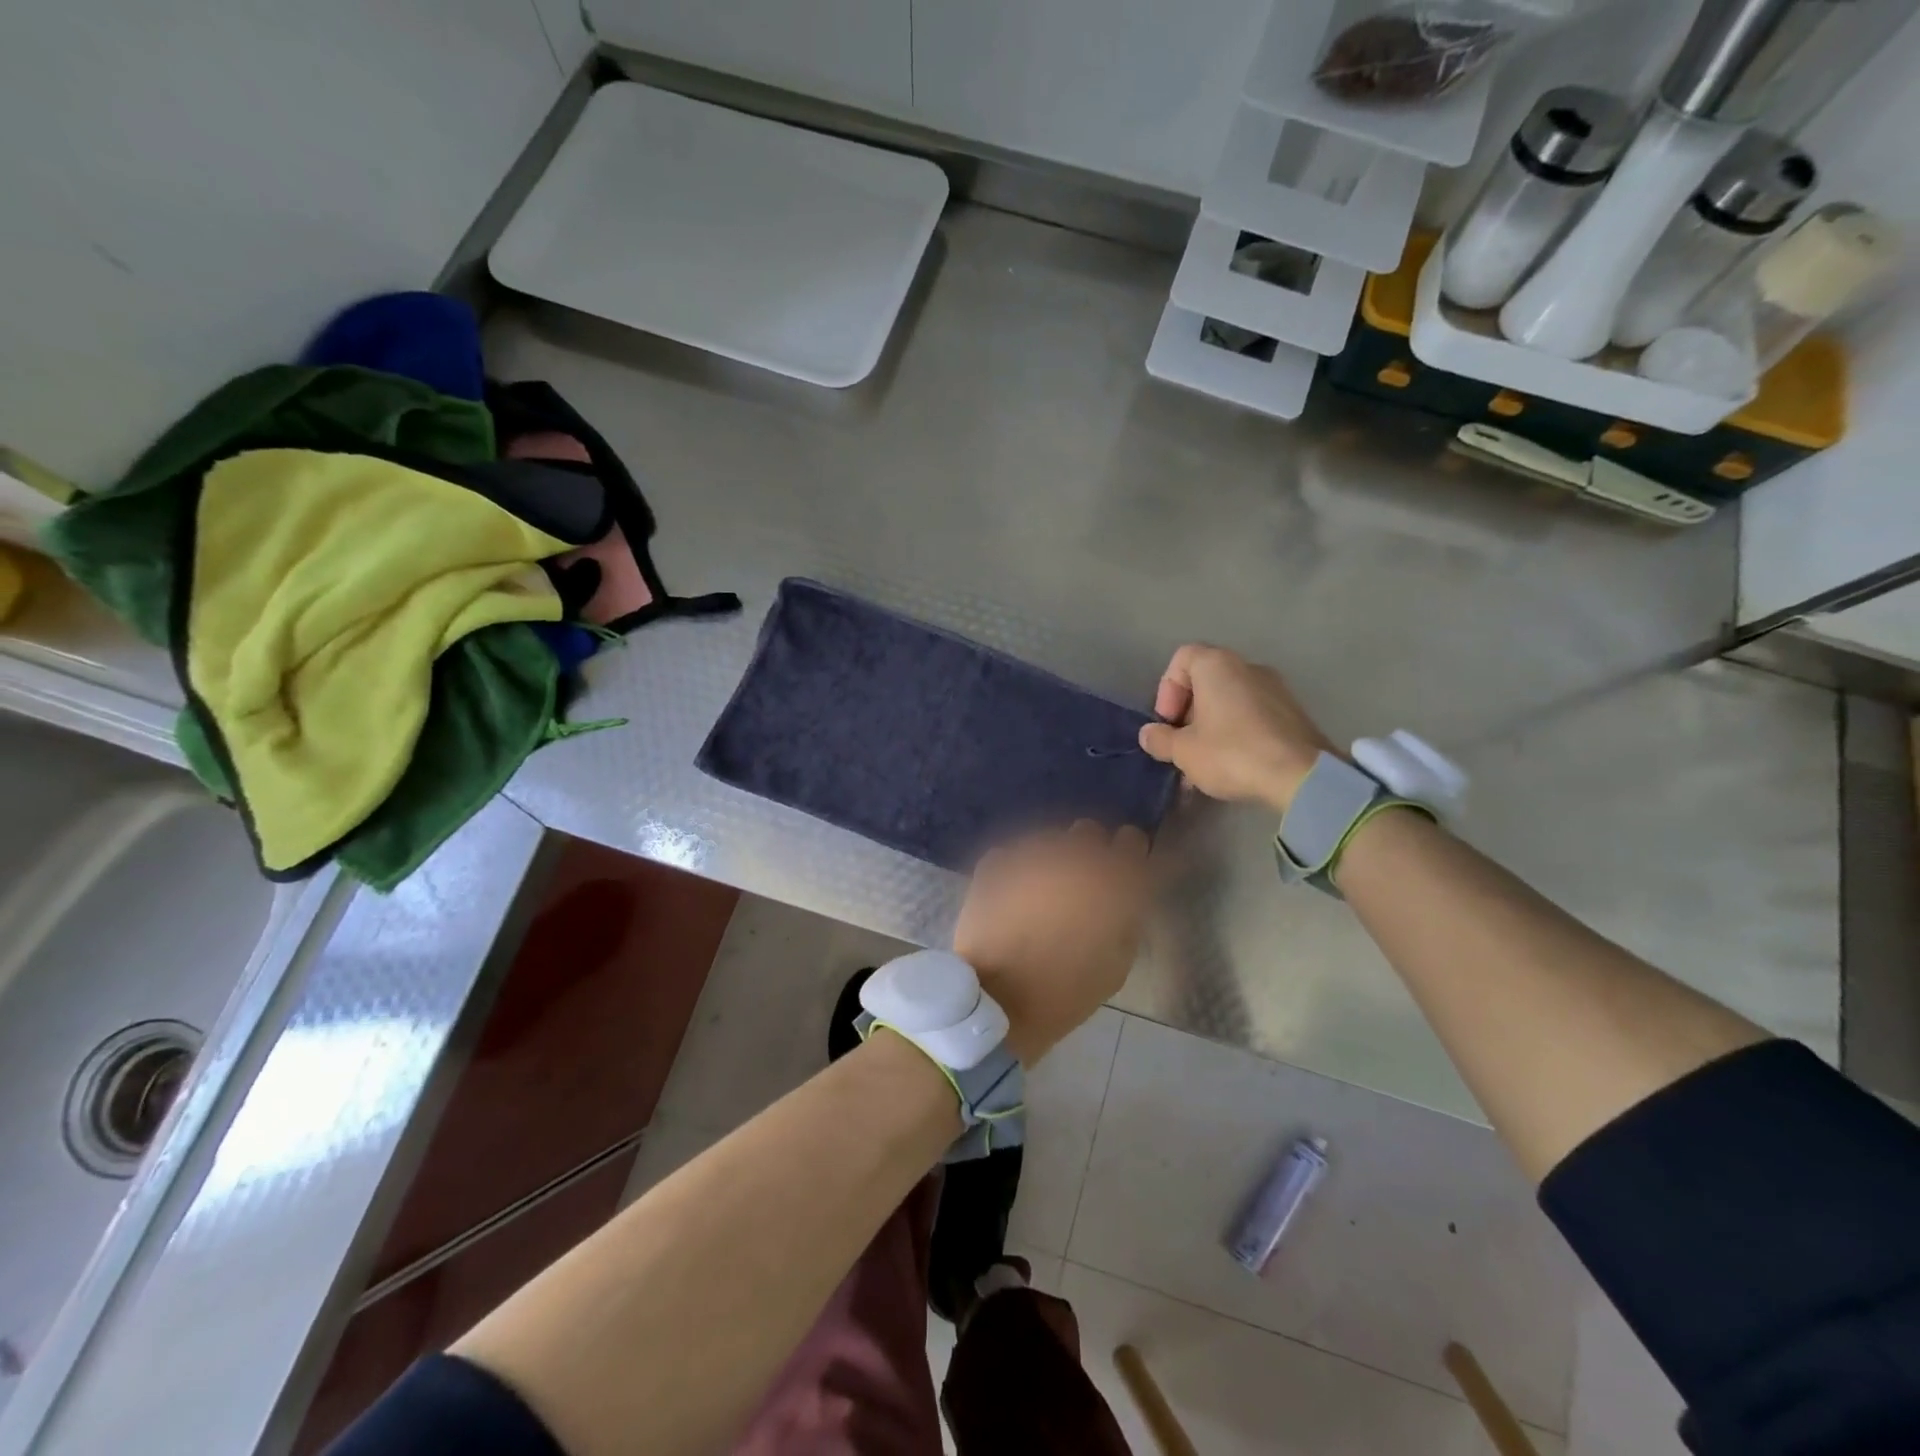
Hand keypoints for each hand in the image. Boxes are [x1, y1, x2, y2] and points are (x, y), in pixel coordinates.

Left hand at [954, 822, 1149, 1064]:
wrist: (998, 1001)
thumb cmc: (1067, 992)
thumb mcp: (1118, 963)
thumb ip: (1126, 917)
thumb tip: (1124, 896)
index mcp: (1113, 880)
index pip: (1132, 840)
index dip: (1127, 856)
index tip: (1121, 873)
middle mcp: (1074, 856)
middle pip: (1088, 833)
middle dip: (1087, 854)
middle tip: (1079, 886)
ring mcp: (1031, 854)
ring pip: (1049, 841)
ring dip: (1050, 861)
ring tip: (1040, 894)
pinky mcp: (996, 862)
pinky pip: (1013, 856)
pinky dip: (1015, 871)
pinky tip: (1011, 898)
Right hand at [1137, 644, 1332, 813]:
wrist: (1301, 776)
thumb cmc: (1232, 753)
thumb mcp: (1183, 751)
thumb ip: (1160, 739)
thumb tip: (1149, 734)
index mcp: (1218, 665)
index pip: (1182, 658)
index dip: (1167, 688)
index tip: (1168, 721)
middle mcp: (1248, 667)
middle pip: (1206, 681)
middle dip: (1188, 713)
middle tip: (1182, 745)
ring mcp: (1275, 689)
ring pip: (1229, 702)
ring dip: (1210, 728)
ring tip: (1203, 764)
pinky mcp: (1292, 713)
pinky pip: (1251, 716)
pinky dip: (1235, 734)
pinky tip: (1231, 766)